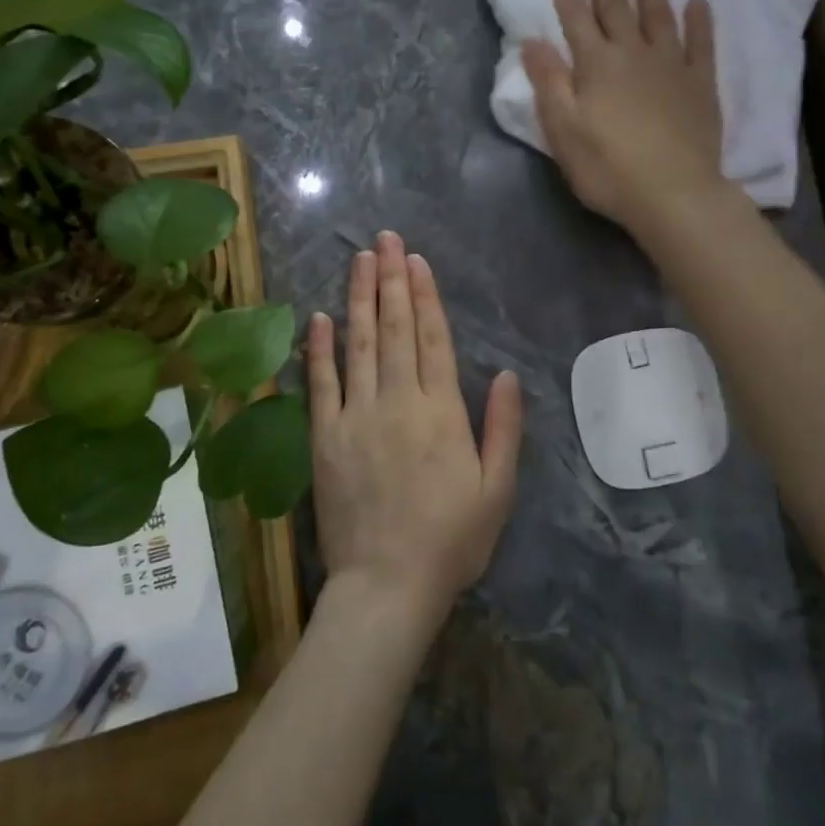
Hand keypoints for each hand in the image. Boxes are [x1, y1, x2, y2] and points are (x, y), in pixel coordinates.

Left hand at [305, 231, 521, 627]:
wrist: (387, 586)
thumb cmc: (451, 540)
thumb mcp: (497, 489)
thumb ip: (503, 428)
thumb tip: (505, 374)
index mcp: (440, 411)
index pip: (432, 338)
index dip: (424, 295)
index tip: (415, 260)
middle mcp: (396, 402)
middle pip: (394, 328)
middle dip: (390, 279)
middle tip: (384, 239)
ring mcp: (355, 417)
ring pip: (358, 344)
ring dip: (358, 298)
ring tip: (358, 260)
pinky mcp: (324, 438)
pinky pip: (320, 384)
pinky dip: (319, 349)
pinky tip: (320, 317)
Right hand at [522, 0, 724, 233]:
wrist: (674, 193)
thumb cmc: (608, 168)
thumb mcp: (563, 131)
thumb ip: (548, 83)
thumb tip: (532, 40)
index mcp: (595, 66)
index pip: (575, 15)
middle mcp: (633, 54)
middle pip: (616, 4)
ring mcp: (671, 66)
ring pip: (659, 13)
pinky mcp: (700, 84)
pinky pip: (700, 43)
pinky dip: (699, 20)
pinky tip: (698, 1)